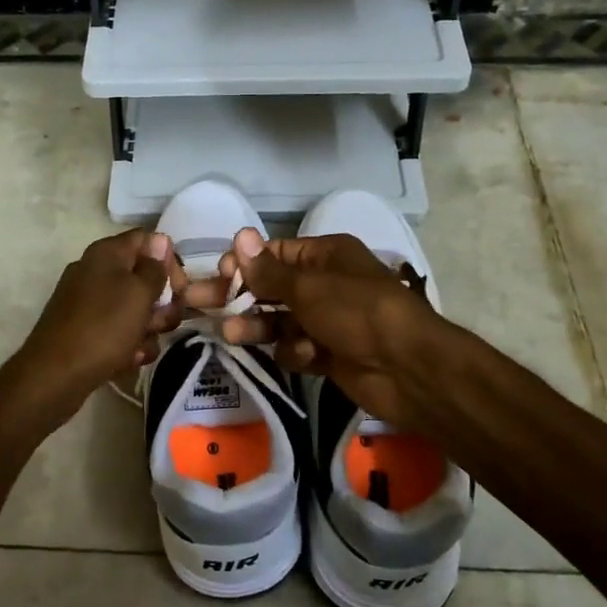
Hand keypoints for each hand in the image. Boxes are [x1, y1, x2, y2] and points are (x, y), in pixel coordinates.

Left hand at [0, 230, 186, 429]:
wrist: (54, 376)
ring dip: (147, 328)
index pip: (148, 241)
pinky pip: (118, 330)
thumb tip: (160, 240)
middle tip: (164, 323)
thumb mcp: (138, 294)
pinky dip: (128, 344)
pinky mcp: (86, 330)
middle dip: (161, 302)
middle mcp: (96, 271)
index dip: (168, 261)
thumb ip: (154, 268)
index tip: (180, 288)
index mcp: (107, 253)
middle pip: (143, 277)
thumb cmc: (103, 327)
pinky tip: (128, 359)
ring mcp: (89, 302)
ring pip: (134, 308)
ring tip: (141, 347)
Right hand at [185, 228, 448, 430]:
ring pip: (279, 320)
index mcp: (325, 255)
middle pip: (270, 287)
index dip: (244, 264)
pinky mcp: (329, 353)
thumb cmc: (358, 313)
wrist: (409, 369)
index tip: (217, 275)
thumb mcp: (309, 287)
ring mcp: (327, 320)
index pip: (274, 254)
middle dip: (238, 296)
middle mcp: (325, 283)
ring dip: (258, 326)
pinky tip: (303, 356)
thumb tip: (239, 237)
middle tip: (197, 303)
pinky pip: (297, 347)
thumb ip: (268, 271)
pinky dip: (295, 352)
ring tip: (232, 335)